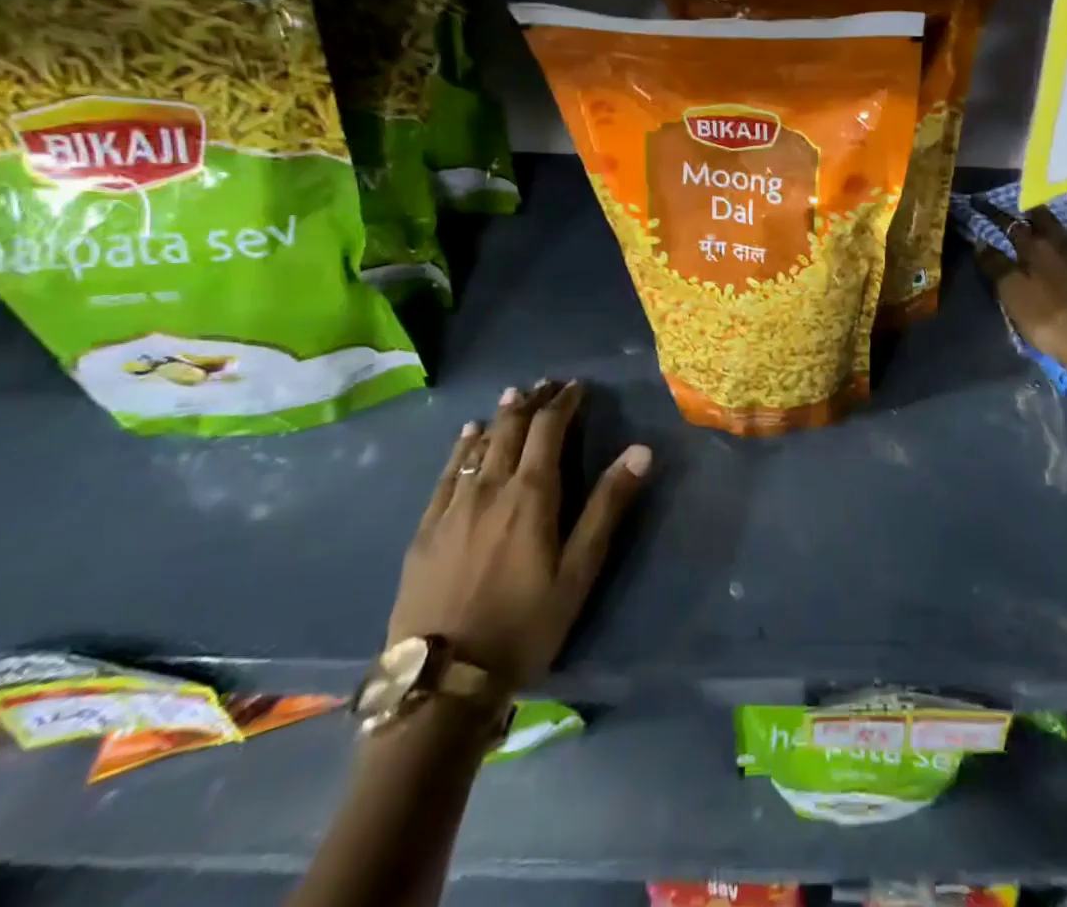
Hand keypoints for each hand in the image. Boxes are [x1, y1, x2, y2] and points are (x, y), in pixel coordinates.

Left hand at [386, 381, 651, 692]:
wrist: (441, 682)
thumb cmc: (524, 625)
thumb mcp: (578, 571)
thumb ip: (608, 506)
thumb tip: (640, 450)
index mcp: (531, 494)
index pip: (548, 430)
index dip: (563, 403)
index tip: (576, 386)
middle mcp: (490, 488)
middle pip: (510, 430)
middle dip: (530, 402)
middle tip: (545, 384)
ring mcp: (452, 508)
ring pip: (478, 446)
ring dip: (499, 418)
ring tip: (512, 397)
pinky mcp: (426, 530)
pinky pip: (446, 474)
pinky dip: (461, 447)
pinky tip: (466, 436)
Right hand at [973, 199, 1066, 371]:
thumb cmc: (1046, 318)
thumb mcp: (1011, 294)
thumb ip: (996, 266)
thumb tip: (981, 242)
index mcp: (1034, 250)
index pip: (1013, 227)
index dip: (999, 217)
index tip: (986, 205)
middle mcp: (1063, 245)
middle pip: (1049, 222)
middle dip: (1039, 210)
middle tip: (1034, 200)